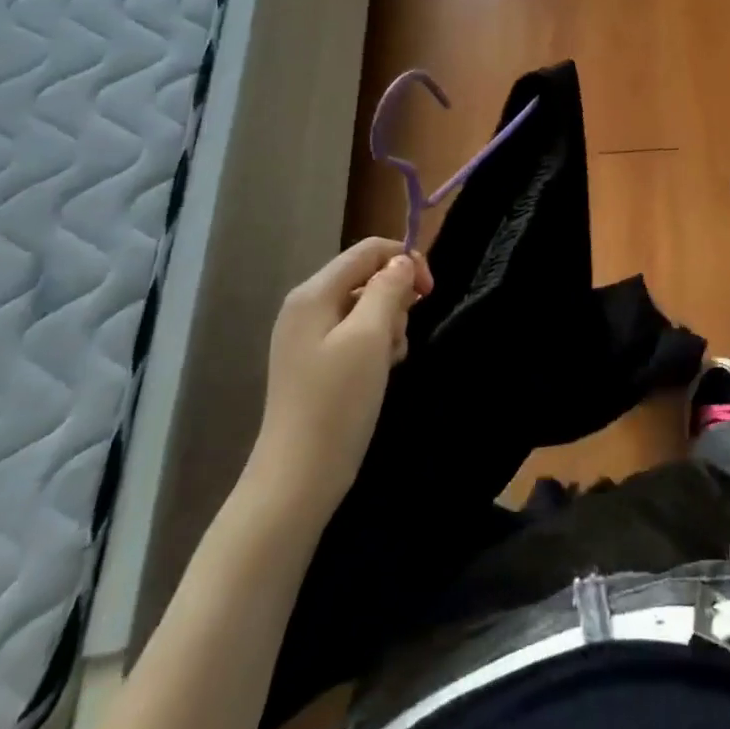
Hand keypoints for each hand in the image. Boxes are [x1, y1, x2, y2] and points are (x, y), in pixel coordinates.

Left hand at [240, 238, 432, 534]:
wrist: (299, 477)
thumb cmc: (337, 402)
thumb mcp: (370, 337)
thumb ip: (388, 289)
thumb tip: (402, 262)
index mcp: (313, 294)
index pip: (368, 250)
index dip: (405, 261)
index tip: (430, 293)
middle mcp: (307, 307)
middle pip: (368, 277)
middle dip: (396, 300)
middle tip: (398, 338)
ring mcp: (309, 337)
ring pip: (367, 307)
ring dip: (389, 326)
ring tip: (389, 361)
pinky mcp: (317, 362)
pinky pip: (357, 334)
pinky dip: (377, 346)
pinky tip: (381, 371)